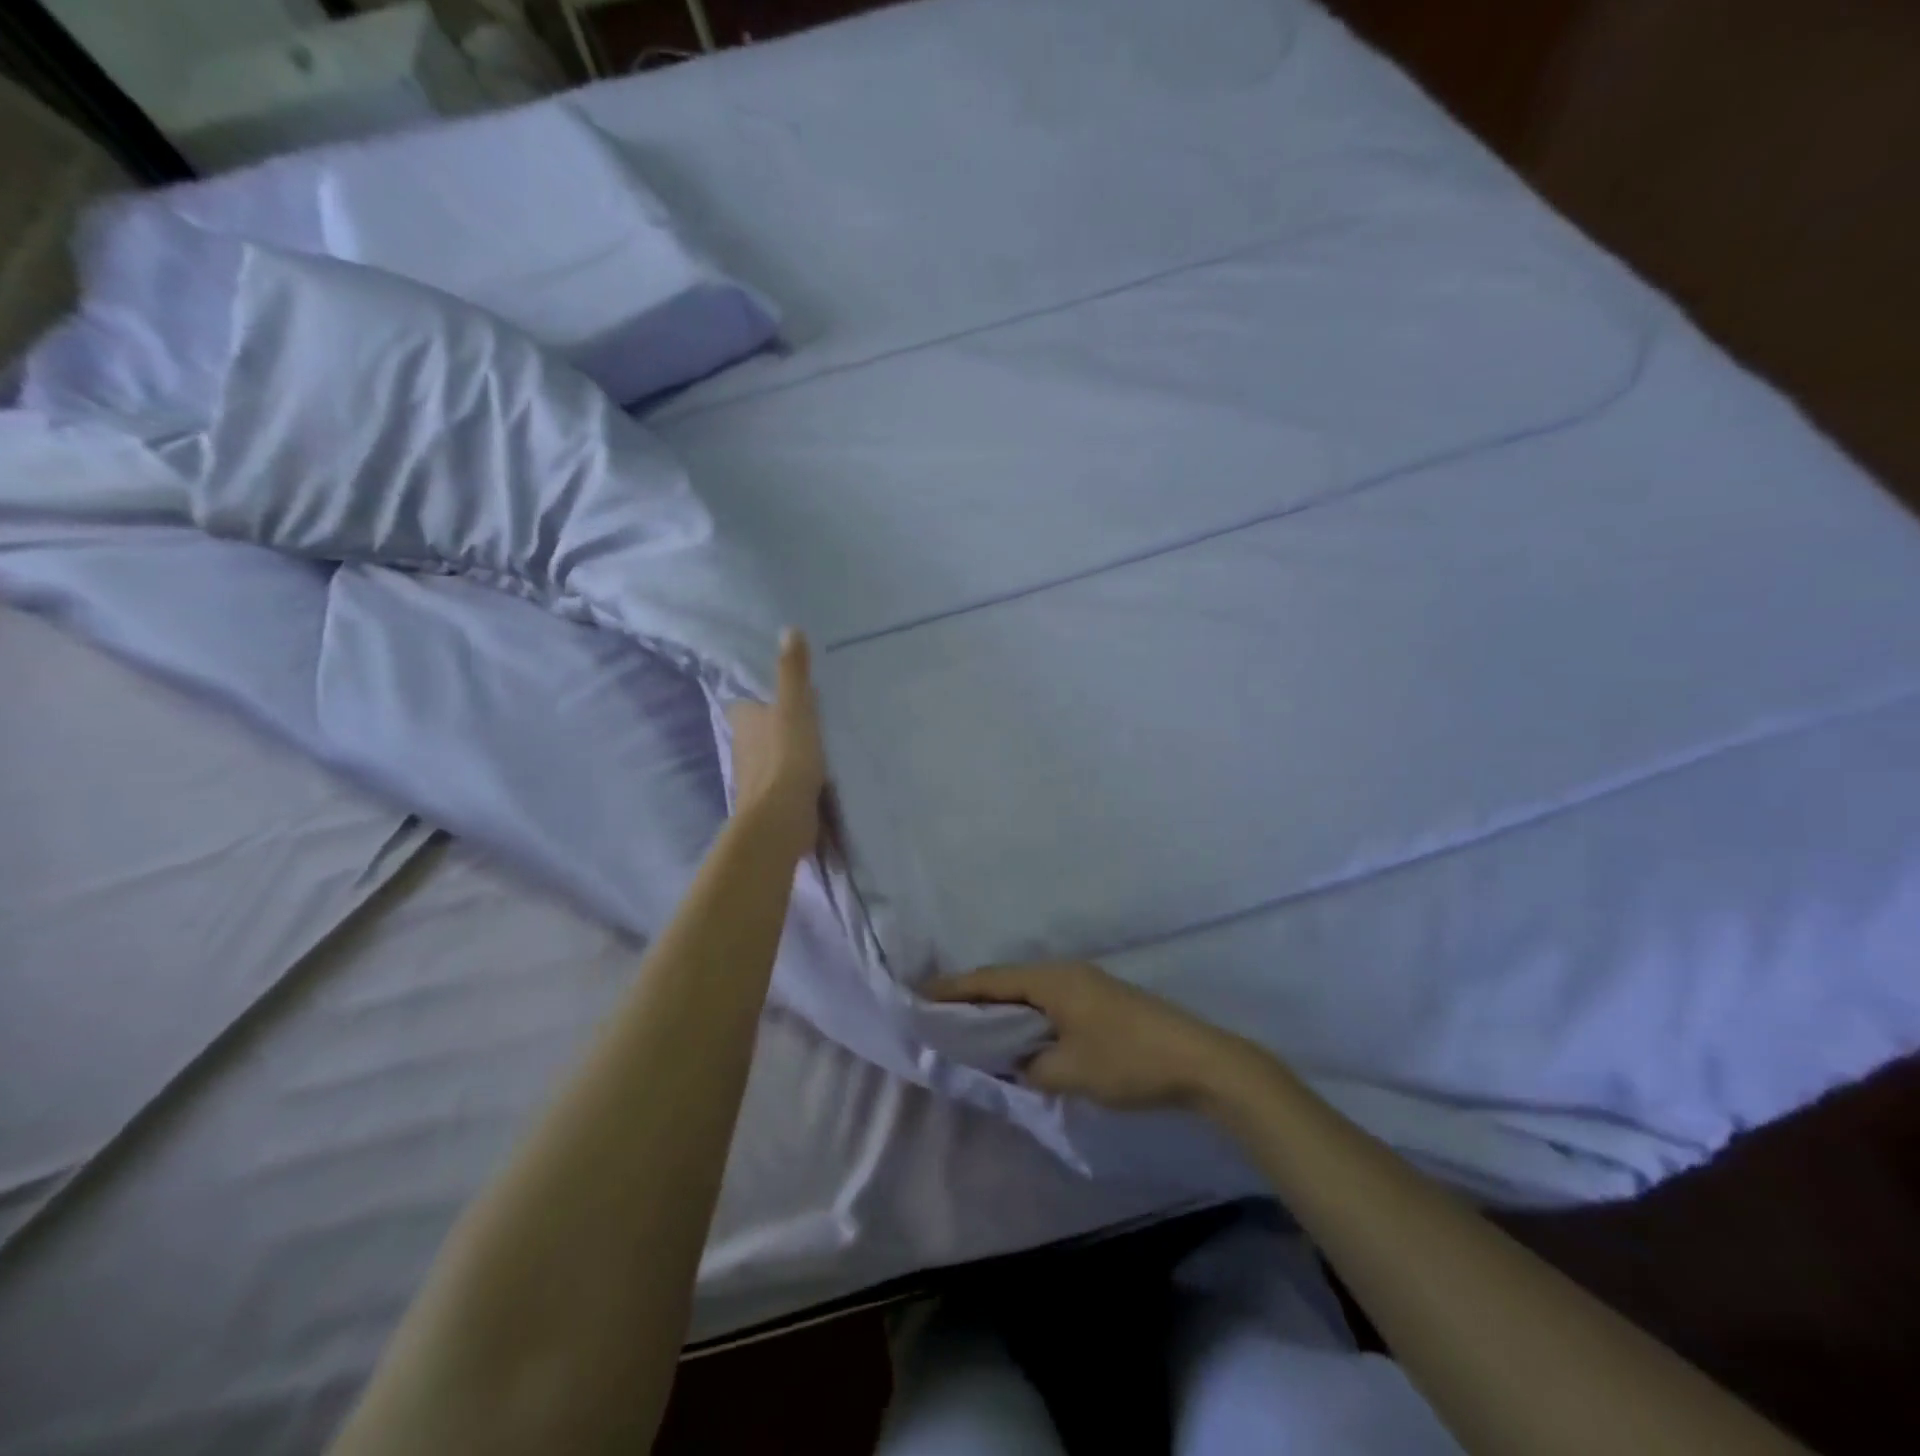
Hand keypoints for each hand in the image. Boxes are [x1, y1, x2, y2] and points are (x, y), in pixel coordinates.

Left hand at [726, 629, 828, 858]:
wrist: (781, 819)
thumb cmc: (787, 757)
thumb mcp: (794, 707)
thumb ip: (793, 672)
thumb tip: (788, 629)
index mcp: (744, 721)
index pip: (747, 702)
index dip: (762, 698)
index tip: (784, 695)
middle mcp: (743, 748)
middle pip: (759, 731)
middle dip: (776, 726)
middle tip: (808, 716)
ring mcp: (755, 778)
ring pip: (771, 757)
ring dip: (788, 753)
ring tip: (819, 745)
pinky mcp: (770, 802)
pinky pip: (784, 783)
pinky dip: (796, 778)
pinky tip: (818, 777)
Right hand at [924, 961, 1253, 1110]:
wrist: (1199, 1061)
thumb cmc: (1127, 1060)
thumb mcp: (1068, 1071)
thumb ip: (1029, 1067)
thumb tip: (1015, 1063)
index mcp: (1052, 980)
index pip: (991, 980)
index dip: (954, 989)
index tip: (921, 995)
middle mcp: (1065, 973)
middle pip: (1008, 981)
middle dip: (974, 997)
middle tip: (940, 1013)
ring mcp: (1087, 984)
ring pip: (1030, 992)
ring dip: (1003, 1007)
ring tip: (973, 1026)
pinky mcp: (1101, 1001)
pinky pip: (1050, 1002)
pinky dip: (1027, 1015)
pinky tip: (1021, 1035)